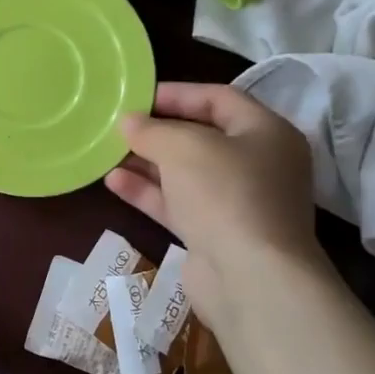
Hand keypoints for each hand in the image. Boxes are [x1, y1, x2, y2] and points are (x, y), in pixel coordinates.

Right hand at [105, 82, 327, 325]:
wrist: (251, 280)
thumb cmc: (225, 194)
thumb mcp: (183, 147)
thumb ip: (152, 130)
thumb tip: (128, 122)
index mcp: (266, 133)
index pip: (219, 98)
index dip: (177, 93)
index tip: (136, 96)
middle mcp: (258, 165)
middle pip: (202, 137)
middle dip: (158, 131)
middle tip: (119, 125)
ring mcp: (238, 203)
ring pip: (186, 173)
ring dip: (147, 162)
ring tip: (108, 152)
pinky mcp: (216, 234)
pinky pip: (179, 204)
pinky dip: (149, 192)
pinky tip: (114, 182)